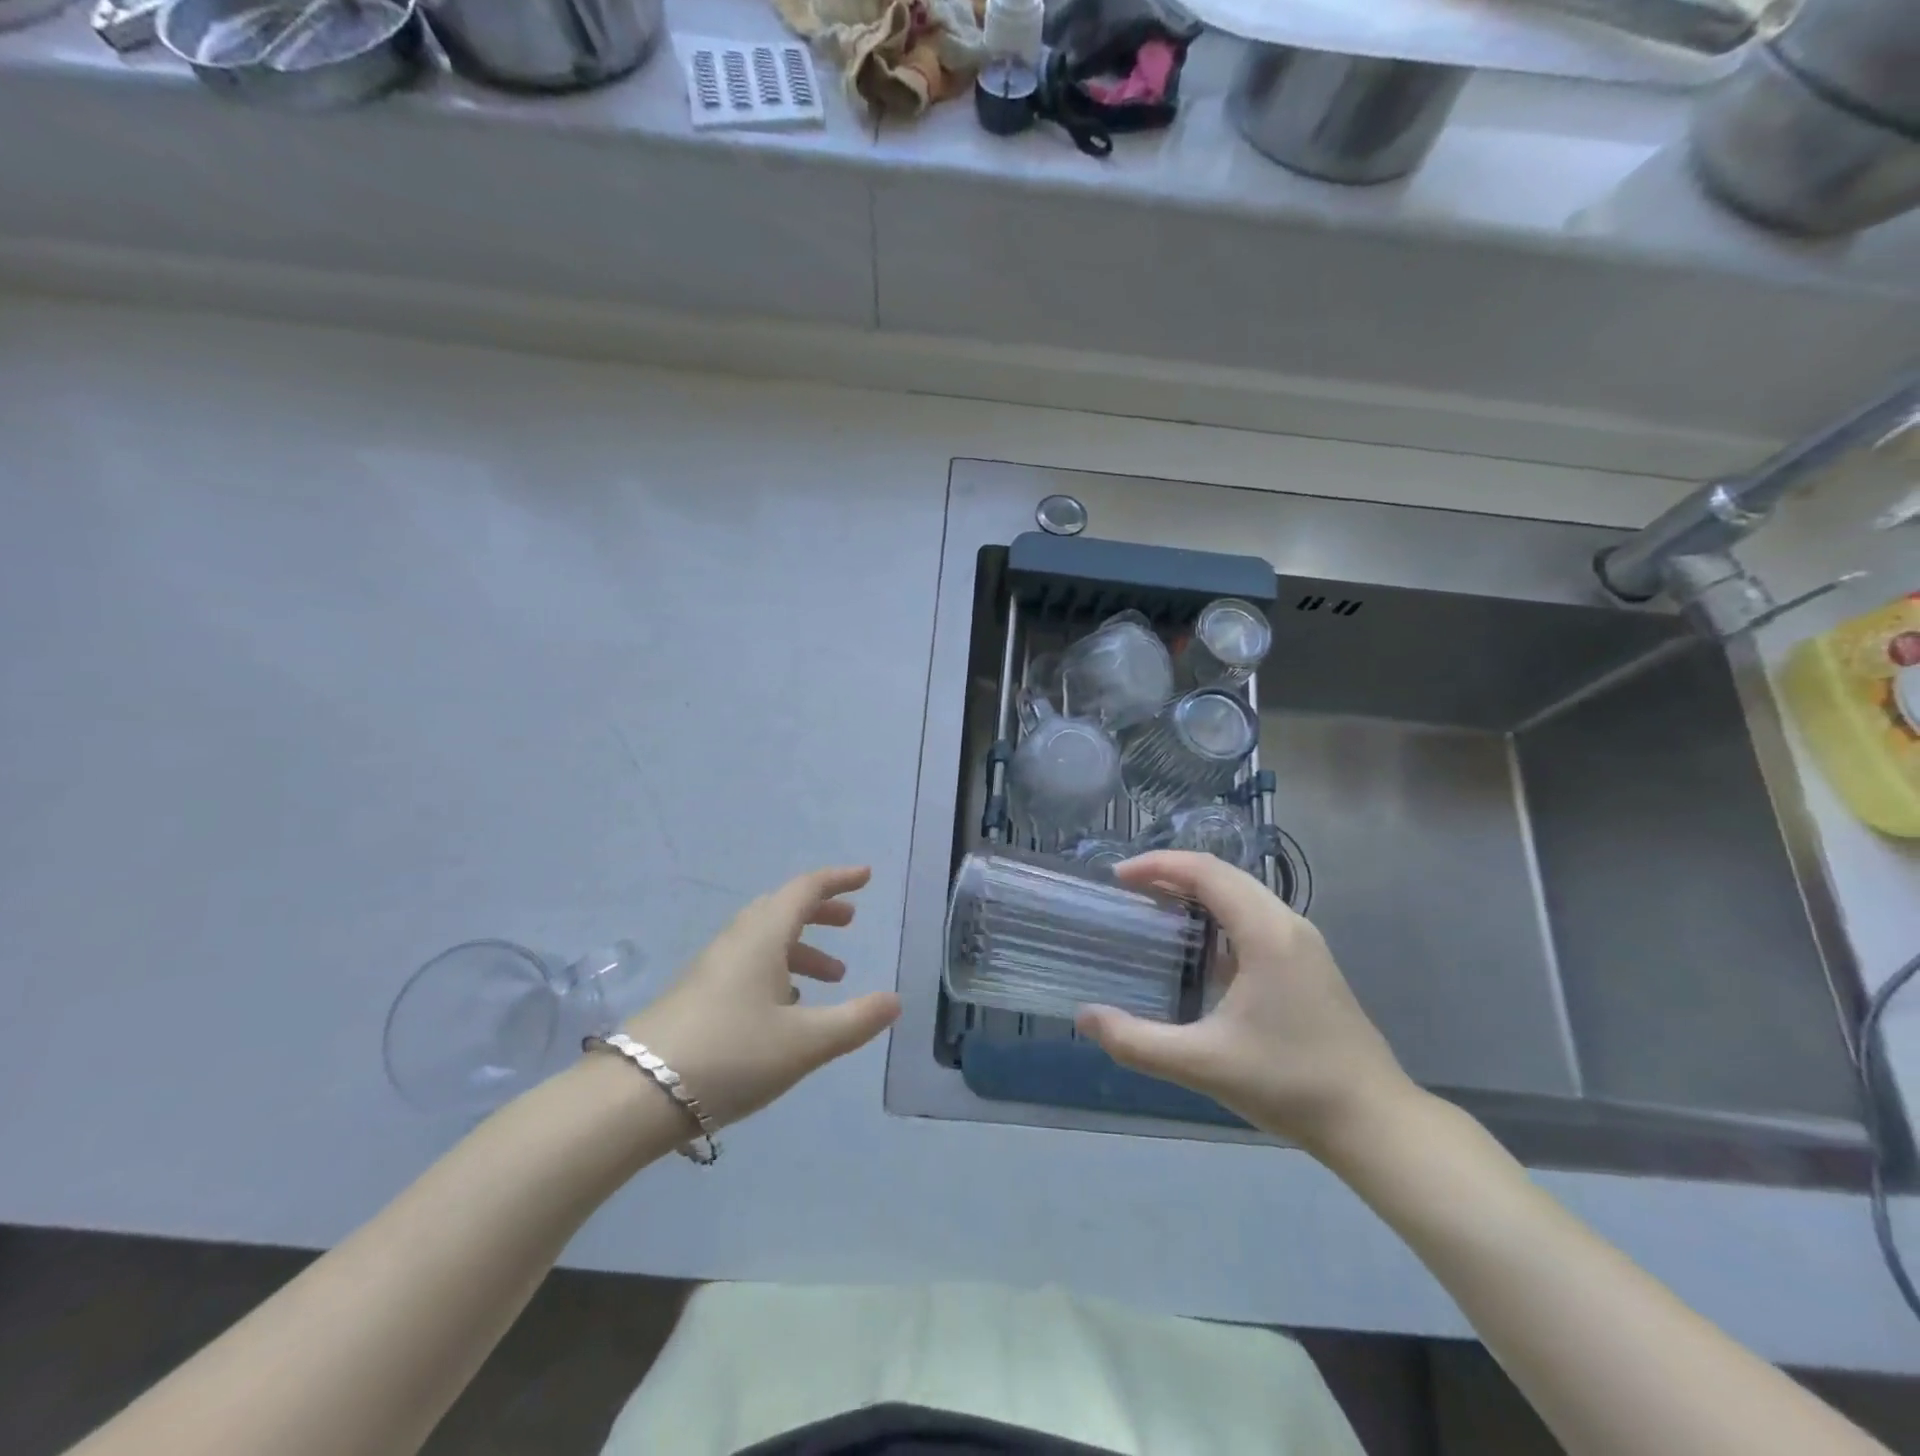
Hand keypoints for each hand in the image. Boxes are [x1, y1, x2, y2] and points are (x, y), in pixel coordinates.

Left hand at [622, 866, 900, 1128]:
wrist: (636, 1094)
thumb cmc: (731, 1055)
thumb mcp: (805, 1042)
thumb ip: (855, 1021)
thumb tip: (895, 1000)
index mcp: (762, 937)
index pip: (805, 890)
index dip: (838, 880)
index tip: (866, 876)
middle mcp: (736, 942)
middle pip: (782, 909)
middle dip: (819, 912)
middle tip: (850, 922)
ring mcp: (711, 969)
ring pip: (764, 940)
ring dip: (801, 948)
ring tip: (832, 977)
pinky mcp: (697, 996)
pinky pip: (747, 965)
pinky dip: (777, 970)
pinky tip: (786, 1007)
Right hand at [1075, 851, 1418, 1157]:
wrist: (1375, 1122)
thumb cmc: (1289, 1084)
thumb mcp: (1203, 1064)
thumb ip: (1137, 1042)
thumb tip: (1084, 1017)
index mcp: (1266, 932)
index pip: (1205, 871)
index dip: (1158, 865)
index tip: (1117, 877)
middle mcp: (1287, 923)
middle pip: (1223, 875)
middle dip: (1172, 873)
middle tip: (1128, 891)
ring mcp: (1303, 942)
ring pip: (1242, 894)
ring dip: (1197, 892)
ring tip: (1155, 909)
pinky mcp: (1309, 962)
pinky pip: (1255, 917)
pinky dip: (1219, 914)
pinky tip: (1198, 949)